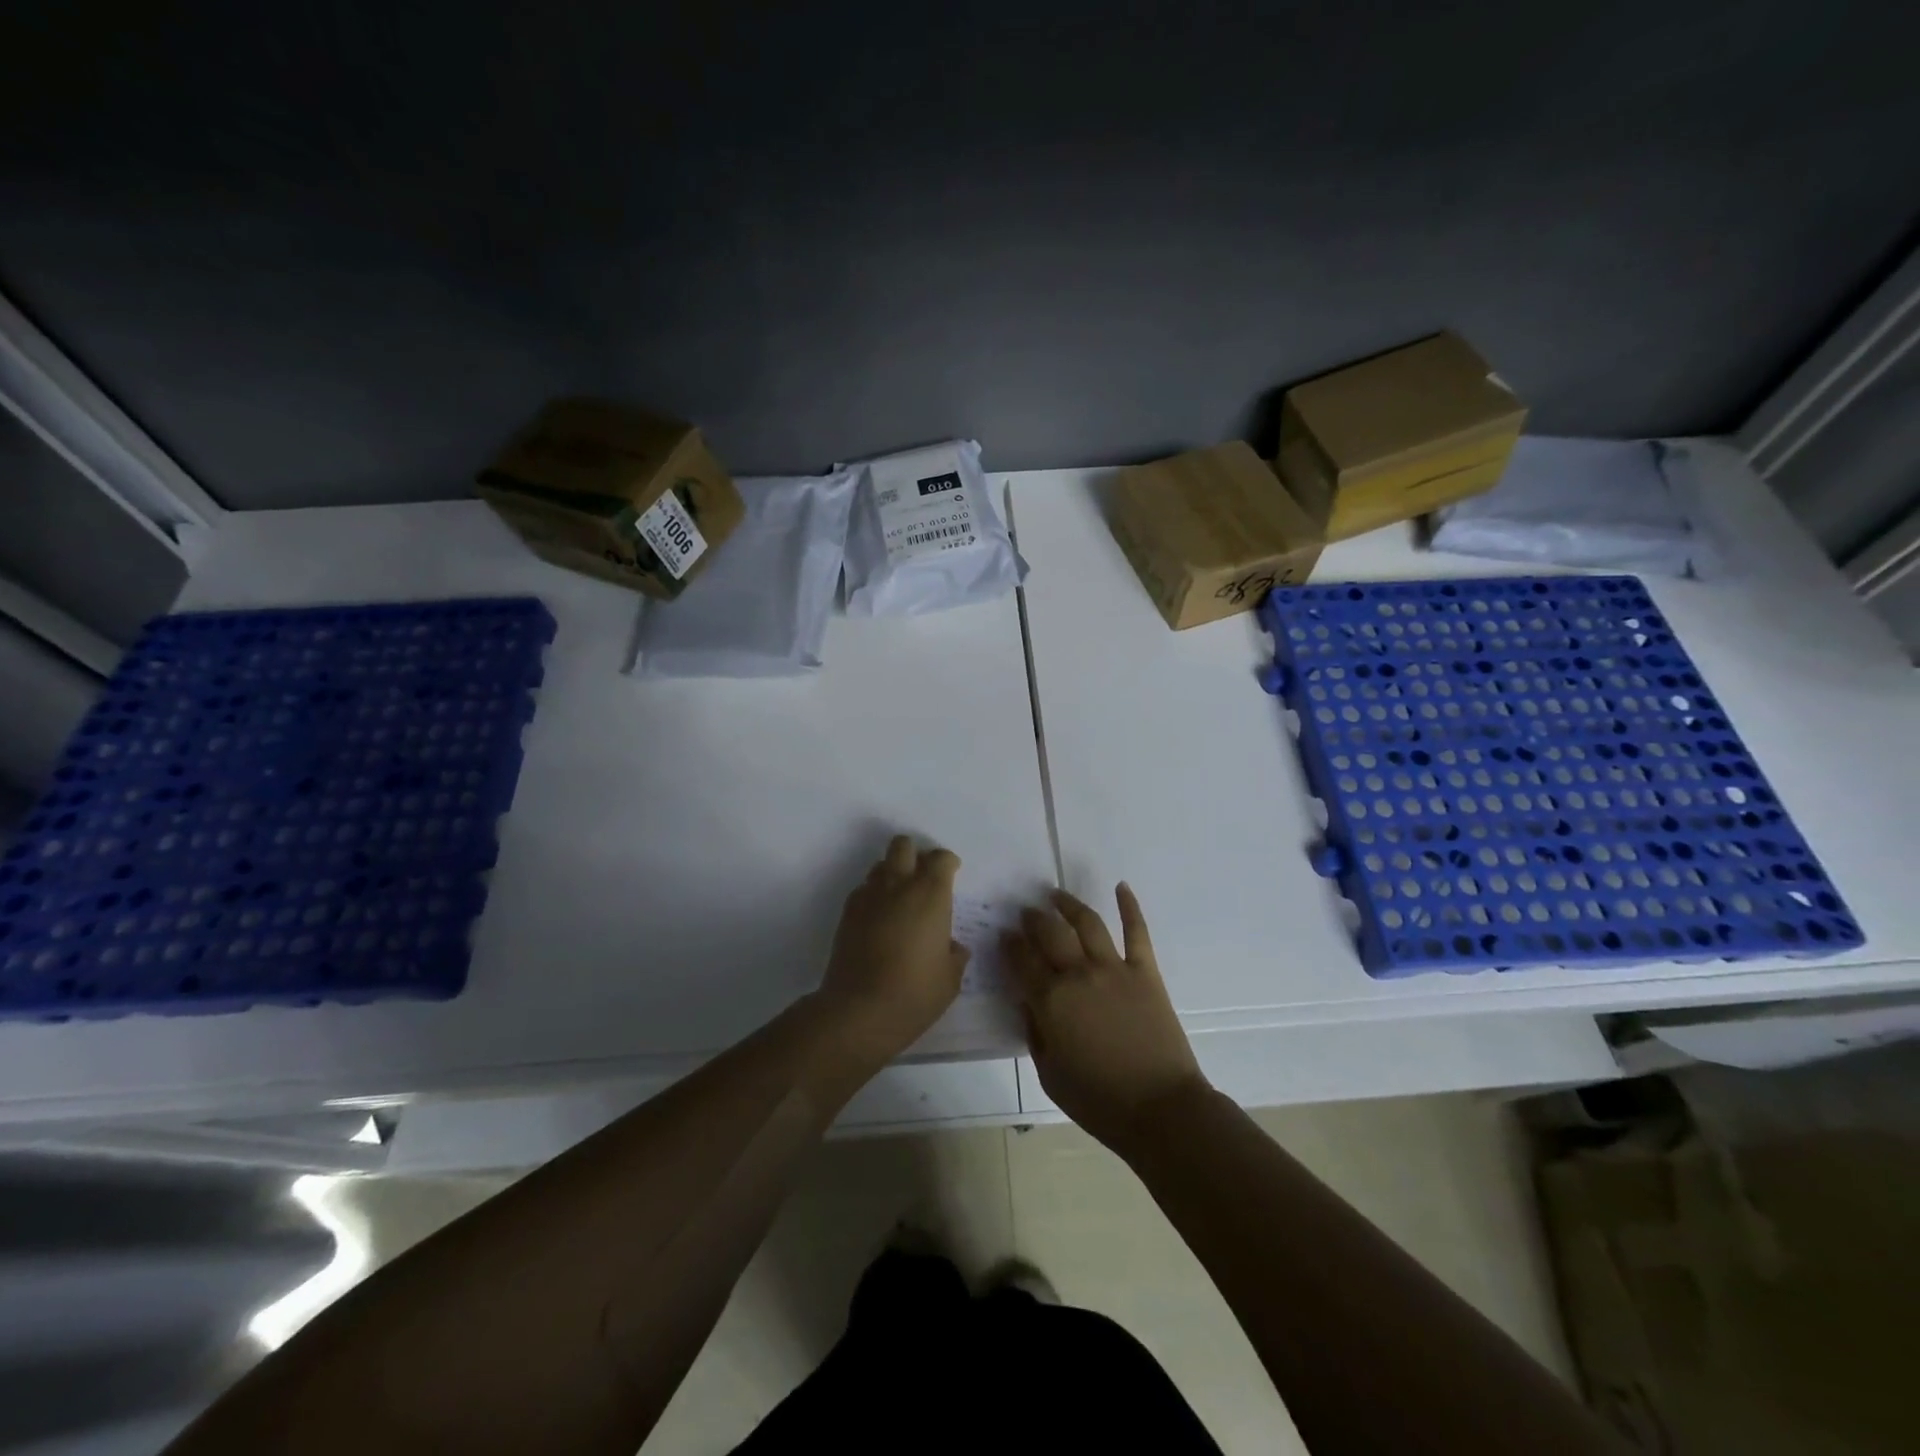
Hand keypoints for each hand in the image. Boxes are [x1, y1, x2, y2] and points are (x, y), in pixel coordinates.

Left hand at [814, 835, 969, 1066]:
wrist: (859, 1011)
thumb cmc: (915, 993)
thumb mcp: (950, 979)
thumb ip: (955, 955)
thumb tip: (952, 946)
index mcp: (930, 895)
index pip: (940, 858)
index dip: (947, 862)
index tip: (952, 874)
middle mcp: (898, 886)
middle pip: (903, 845)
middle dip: (914, 854)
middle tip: (923, 878)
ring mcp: (868, 897)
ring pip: (880, 865)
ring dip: (892, 873)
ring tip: (900, 899)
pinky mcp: (846, 914)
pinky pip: (863, 890)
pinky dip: (874, 896)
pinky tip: (879, 920)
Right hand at [1005, 884, 1207, 1152]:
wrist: (1161, 1109)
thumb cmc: (1099, 1101)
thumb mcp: (1050, 1074)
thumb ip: (1035, 1032)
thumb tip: (1028, 1002)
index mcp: (1051, 1001)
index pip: (1022, 961)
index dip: (1010, 945)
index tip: (1005, 936)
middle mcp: (1078, 974)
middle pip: (1050, 934)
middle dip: (1033, 920)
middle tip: (1026, 913)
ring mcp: (1114, 968)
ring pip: (1087, 923)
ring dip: (1068, 905)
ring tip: (1056, 895)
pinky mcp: (1145, 971)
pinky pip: (1137, 931)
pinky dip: (1130, 906)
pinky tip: (1121, 887)